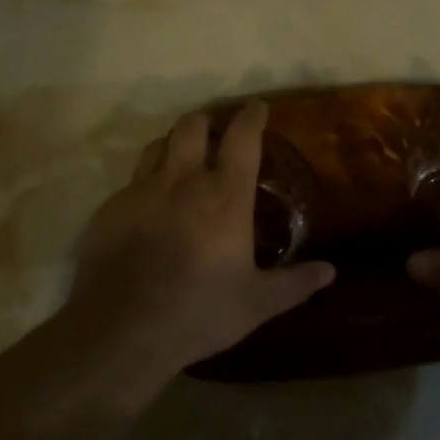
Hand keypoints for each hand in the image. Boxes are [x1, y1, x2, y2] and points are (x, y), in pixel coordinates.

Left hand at [60, 101, 334, 400]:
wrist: (121, 332)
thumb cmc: (199, 312)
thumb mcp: (257, 304)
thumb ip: (295, 283)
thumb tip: (330, 271)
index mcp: (225, 194)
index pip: (242, 136)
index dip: (252, 115)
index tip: (257, 107)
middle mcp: (183, 180)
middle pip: (193, 125)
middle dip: (206, 122)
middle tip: (214, 134)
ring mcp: (141, 191)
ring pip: (157, 145)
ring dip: (172, 146)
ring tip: (180, 161)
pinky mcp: (109, 209)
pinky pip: (130, 182)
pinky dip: (144, 185)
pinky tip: (146, 209)